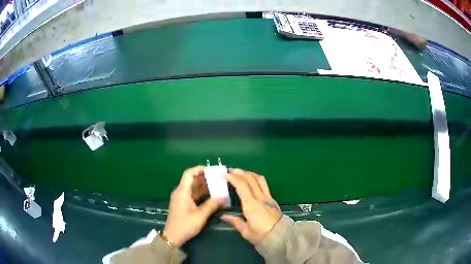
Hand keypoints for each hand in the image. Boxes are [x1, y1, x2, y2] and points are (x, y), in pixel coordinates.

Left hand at [164, 166, 223, 246]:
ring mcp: (181, 198)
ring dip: (204, 186)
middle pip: (192, 179)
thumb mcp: (200, 215)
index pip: (189, 173)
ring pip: (193, 187)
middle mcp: (180, 192)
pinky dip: (201, 193)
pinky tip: (211, 196)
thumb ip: (212, 205)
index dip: (199, 169)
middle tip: (218, 178)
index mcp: (182, 191)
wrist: (173, 236)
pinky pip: (193, 194)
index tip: (212, 170)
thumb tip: (223, 197)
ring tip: (217, 186)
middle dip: (205, 177)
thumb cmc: (185, 225)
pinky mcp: (183, 204)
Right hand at [221, 169, 281, 244]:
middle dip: (239, 172)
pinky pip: (264, 184)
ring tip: (240, 173)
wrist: (281, 237)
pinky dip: (256, 179)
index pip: (242, 185)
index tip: (224, 174)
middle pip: (250, 179)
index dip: (233, 177)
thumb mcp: (246, 231)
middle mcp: (260, 198)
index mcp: (251, 205)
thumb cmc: (262, 235)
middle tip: (229, 170)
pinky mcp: (273, 200)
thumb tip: (223, 216)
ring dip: (249, 173)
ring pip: (259, 179)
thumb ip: (235, 221)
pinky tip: (251, 181)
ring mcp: (268, 197)